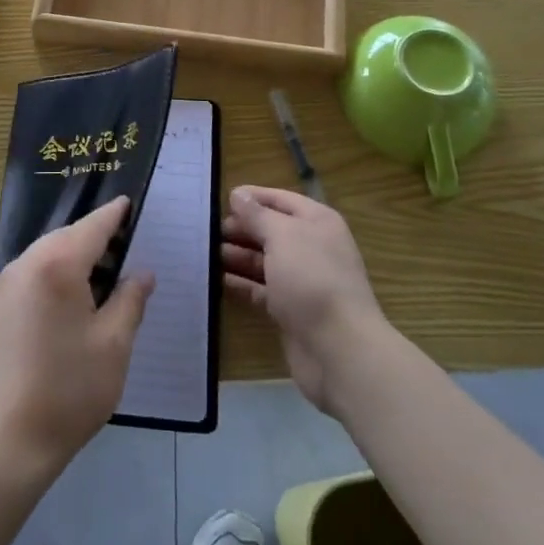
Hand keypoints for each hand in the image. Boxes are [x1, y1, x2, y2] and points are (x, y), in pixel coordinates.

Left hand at [0, 198, 153, 476]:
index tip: (124, 204)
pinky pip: (16, 286)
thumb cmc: (70, 391)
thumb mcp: (114, 345)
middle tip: (114, 251)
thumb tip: (141, 273)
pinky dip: (38, 286)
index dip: (111, 216)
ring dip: (61, 263)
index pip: (90, 228)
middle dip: (87, 241)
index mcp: (56, 267)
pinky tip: (50, 316)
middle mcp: (20, 268)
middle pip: (60, 241)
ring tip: (86, 285)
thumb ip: (129, 301)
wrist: (6, 444)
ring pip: (35, 261)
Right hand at [223, 187, 388, 417]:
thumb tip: (238, 194)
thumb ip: (257, 215)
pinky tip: (215, 280)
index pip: (280, 199)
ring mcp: (301, 280)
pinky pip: (260, 290)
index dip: (252, 197)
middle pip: (270, 230)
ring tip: (204, 252)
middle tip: (206, 230)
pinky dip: (240, 284)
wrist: (339, 349)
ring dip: (236, 255)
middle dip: (241, 228)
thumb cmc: (312, 279)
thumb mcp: (282, 236)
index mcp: (317, 222)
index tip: (219, 199)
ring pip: (263, 261)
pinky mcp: (290, 310)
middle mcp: (311, 247)